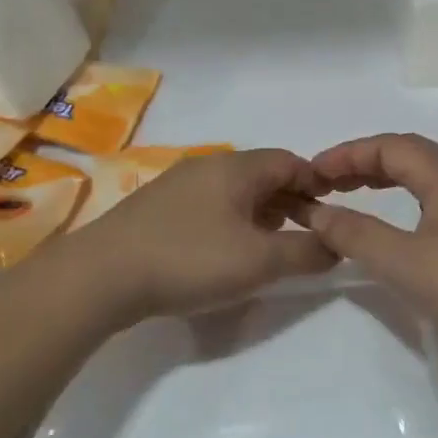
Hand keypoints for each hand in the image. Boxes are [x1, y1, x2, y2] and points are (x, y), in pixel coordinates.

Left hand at [75, 148, 336, 320]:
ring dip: (261, 215)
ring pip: (234, 192)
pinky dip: (231, 223)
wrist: (101, 276)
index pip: (290, 162)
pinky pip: (208, 206)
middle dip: (291, 203)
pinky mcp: (156, 209)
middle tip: (306, 235)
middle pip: (263, 175)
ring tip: (270, 248)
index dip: (317, 185)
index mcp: (236, 168)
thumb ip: (306, 252)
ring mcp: (177, 186)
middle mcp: (207, 166)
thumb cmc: (190, 259)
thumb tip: (336, 245)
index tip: (332, 215)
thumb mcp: (260, 261)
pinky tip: (225, 253)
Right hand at [301, 133, 437, 359]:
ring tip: (351, 192)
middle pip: (406, 153)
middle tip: (326, 181)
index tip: (312, 172)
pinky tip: (395, 218)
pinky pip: (434, 194)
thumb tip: (318, 212)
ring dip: (383, 176)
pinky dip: (403, 194)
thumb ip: (357, 235)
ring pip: (422, 174)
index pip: (389, 146)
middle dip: (362, 161)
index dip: (347, 154)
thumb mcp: (404, 264)